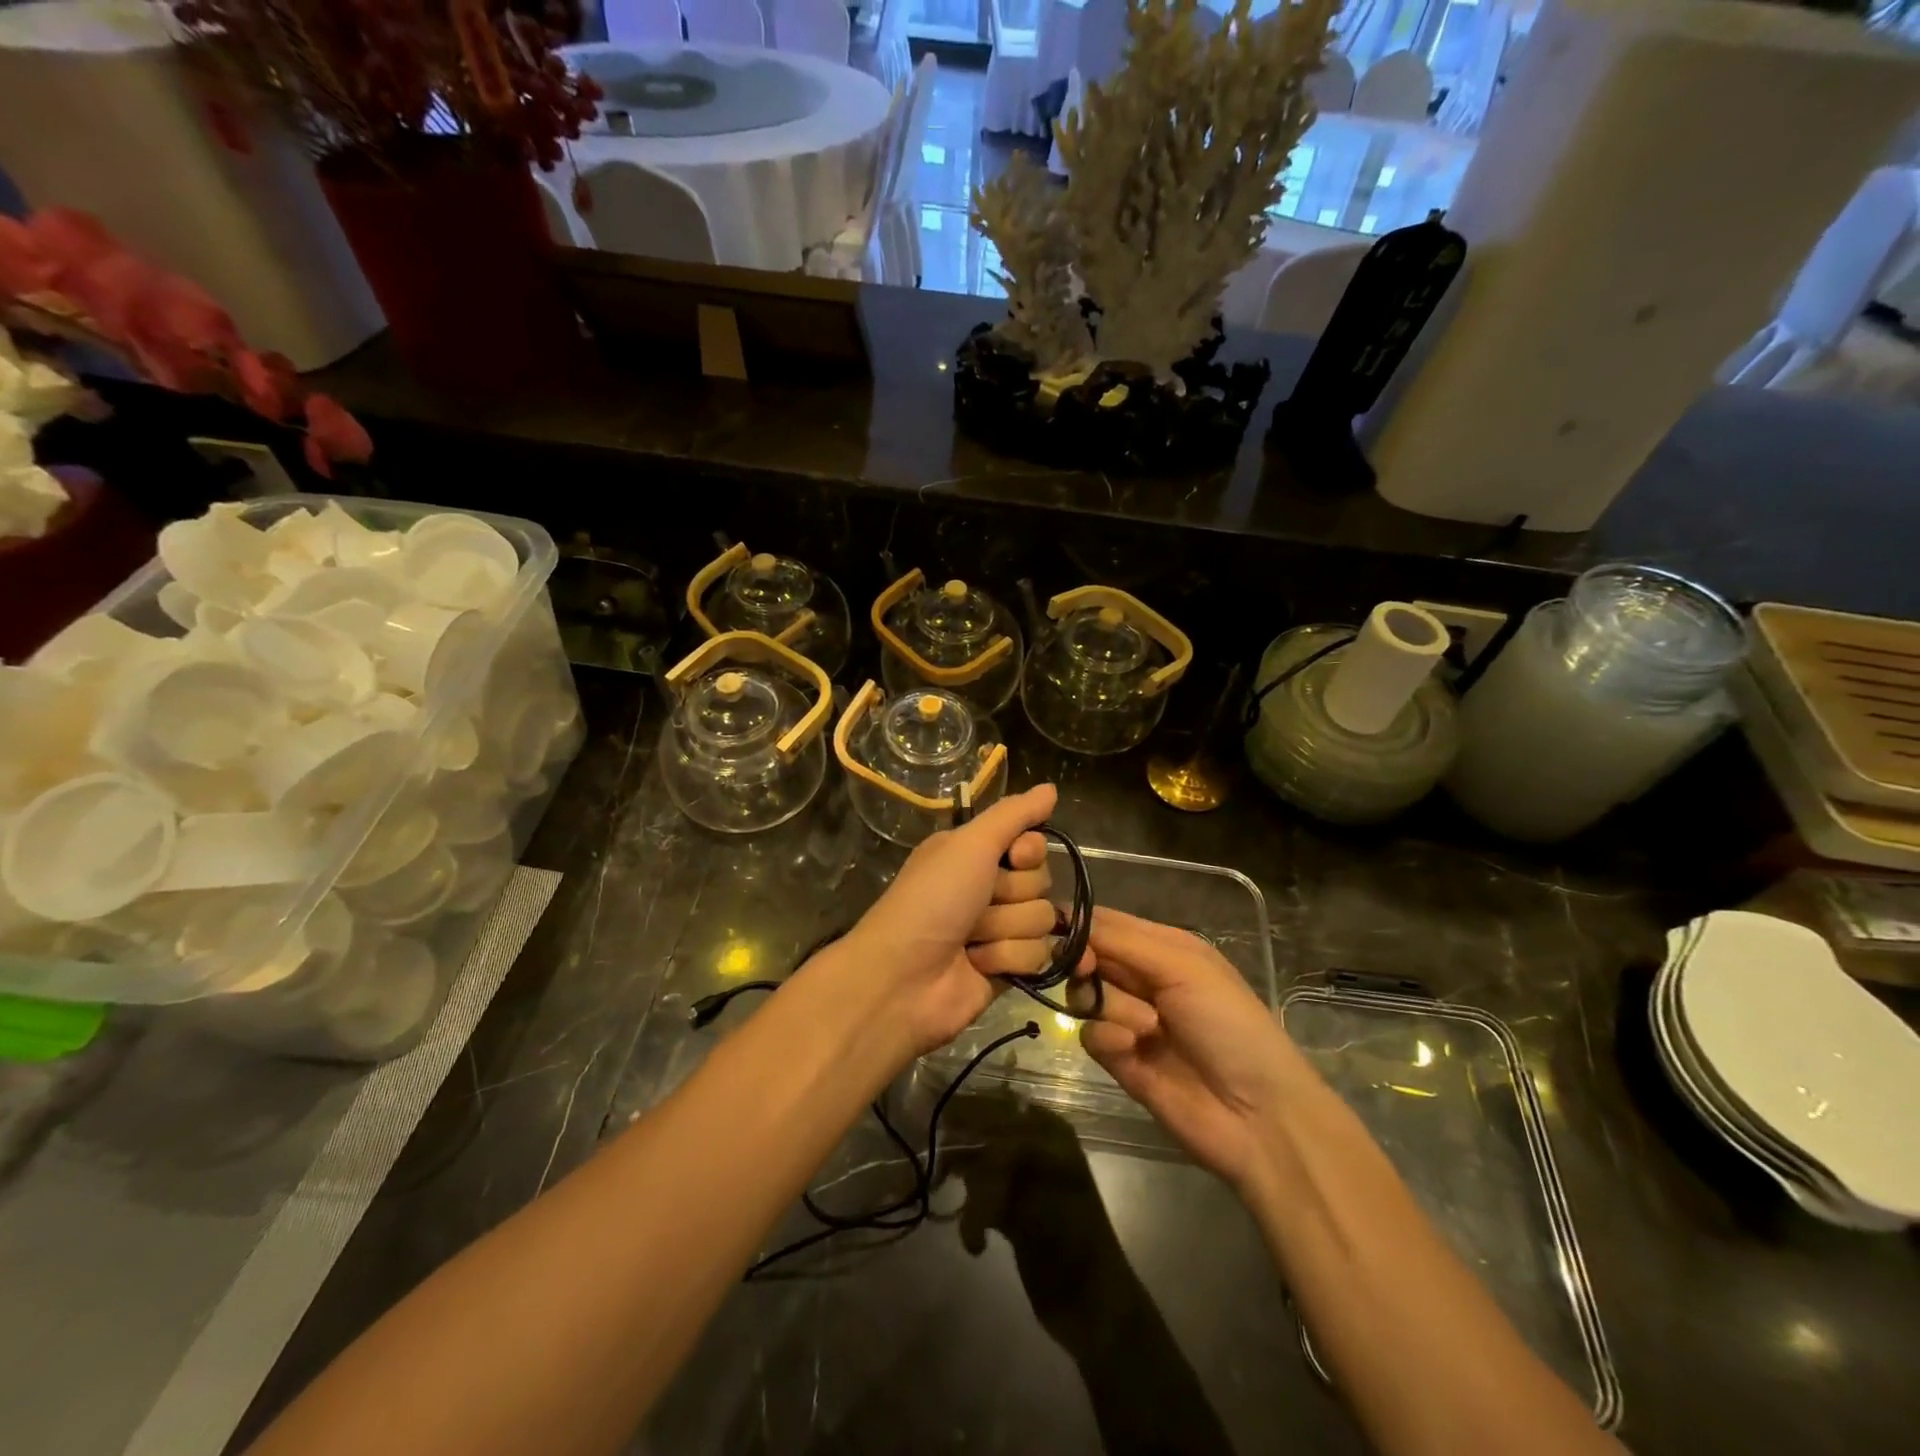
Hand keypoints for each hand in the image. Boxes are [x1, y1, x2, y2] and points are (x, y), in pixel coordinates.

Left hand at [832, 783, 1064, 1057]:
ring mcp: (999, 930)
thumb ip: (1013, 815)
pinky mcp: (1008, 969)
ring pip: (1043, 920)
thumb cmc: (932, 900)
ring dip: (1006, 929)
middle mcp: (988, 887)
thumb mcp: (969, 844)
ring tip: (971, 939)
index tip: (1014, 858)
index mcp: (975, 854)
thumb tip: (1051, 787)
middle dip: (1012, 895)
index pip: (1033, 844)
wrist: (904, 978)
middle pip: (1041, 882)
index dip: (1029, 852)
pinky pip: (1040, 956)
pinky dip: (1008, 959)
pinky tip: (979, 965)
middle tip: (976, 905)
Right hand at [1078, 908, 1304, 1193]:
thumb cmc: (1230, 1024)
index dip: (1079, 924)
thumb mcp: (1183, 966)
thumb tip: (1064, 913)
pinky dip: (1107, 1038)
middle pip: (1086, 956)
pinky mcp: (1118, 1058)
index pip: (1104, 922)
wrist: (1256, 1115)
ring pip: (1084, 994)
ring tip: (1148, 1028)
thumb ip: (1122, 940)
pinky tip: (1132, 1050)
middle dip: (1086, 963)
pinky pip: (1089, 1034)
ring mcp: (1128, 1019)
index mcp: (1161, 947)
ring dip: (1111, 1006)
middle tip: (1091, 970)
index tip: (1065, 934)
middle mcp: (1141, 977)